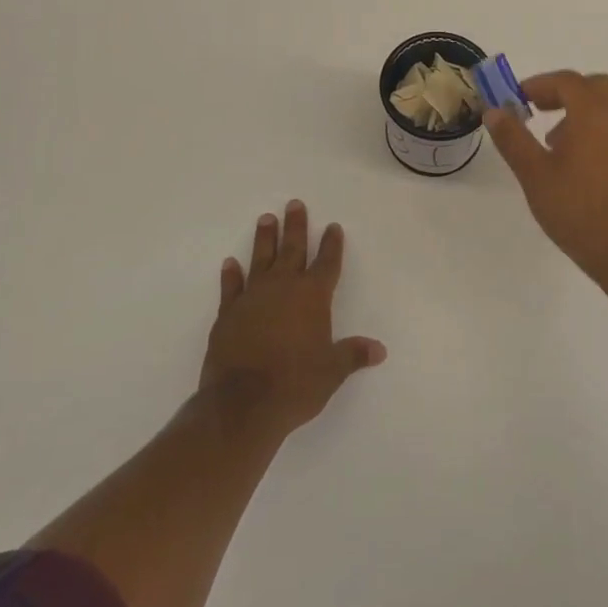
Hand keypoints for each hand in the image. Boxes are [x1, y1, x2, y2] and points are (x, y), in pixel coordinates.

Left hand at [201, 200, 386, 440]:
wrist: (242, 403)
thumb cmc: (295, 385)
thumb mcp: (332, 372)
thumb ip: (353, 354)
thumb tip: (379, 349)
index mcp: (312, 297)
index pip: (327, 263)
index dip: (331, 244)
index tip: (333, 226)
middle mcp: (284, 288)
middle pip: (292, 249)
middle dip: (296, 226)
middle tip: (295, 203)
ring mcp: (253, 297)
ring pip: (261, 259)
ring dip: (265, 239)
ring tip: (266, 218)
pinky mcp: (228, 313)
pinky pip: (231, 287)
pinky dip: (231, 275)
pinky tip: (230, 263)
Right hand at [485, 71, 607, 287]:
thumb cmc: (576, 208)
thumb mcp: (534, 173)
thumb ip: (512, 138)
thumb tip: (494, 111)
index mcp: (594, 114)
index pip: (567, 81)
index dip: (539, 84)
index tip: (516, 98)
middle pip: (592, 86)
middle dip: (562, 91)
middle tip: (537, 108)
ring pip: (606, 105)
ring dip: (578, 109)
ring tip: (551, 139)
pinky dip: (593, 126)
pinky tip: (573, 159)